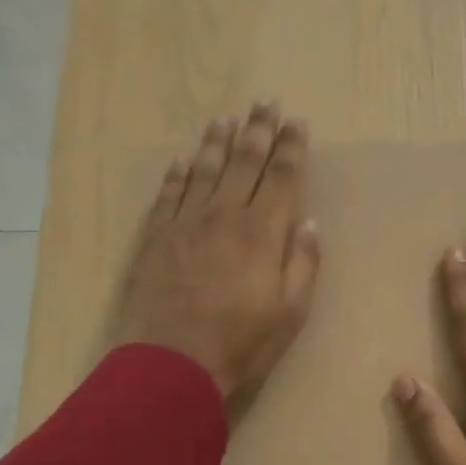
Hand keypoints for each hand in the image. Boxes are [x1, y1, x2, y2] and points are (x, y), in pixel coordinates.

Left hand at [112, 102, 320, 405]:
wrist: (170, 364)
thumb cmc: (239, 343)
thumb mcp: (290, 313)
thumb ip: (303, 264)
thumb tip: (310, 222)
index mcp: (262, 232)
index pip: (281, 176)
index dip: (291, 147)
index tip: (297, 121)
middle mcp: (224, 215)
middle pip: (243, 162)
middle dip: (258, 129)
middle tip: (265, 101)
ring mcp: (185, 223)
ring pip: (203, 170)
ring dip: (216, 142)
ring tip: (225, 118)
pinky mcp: (155, 238)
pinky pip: (167, 195)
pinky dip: (175, 175)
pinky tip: (180, 160)